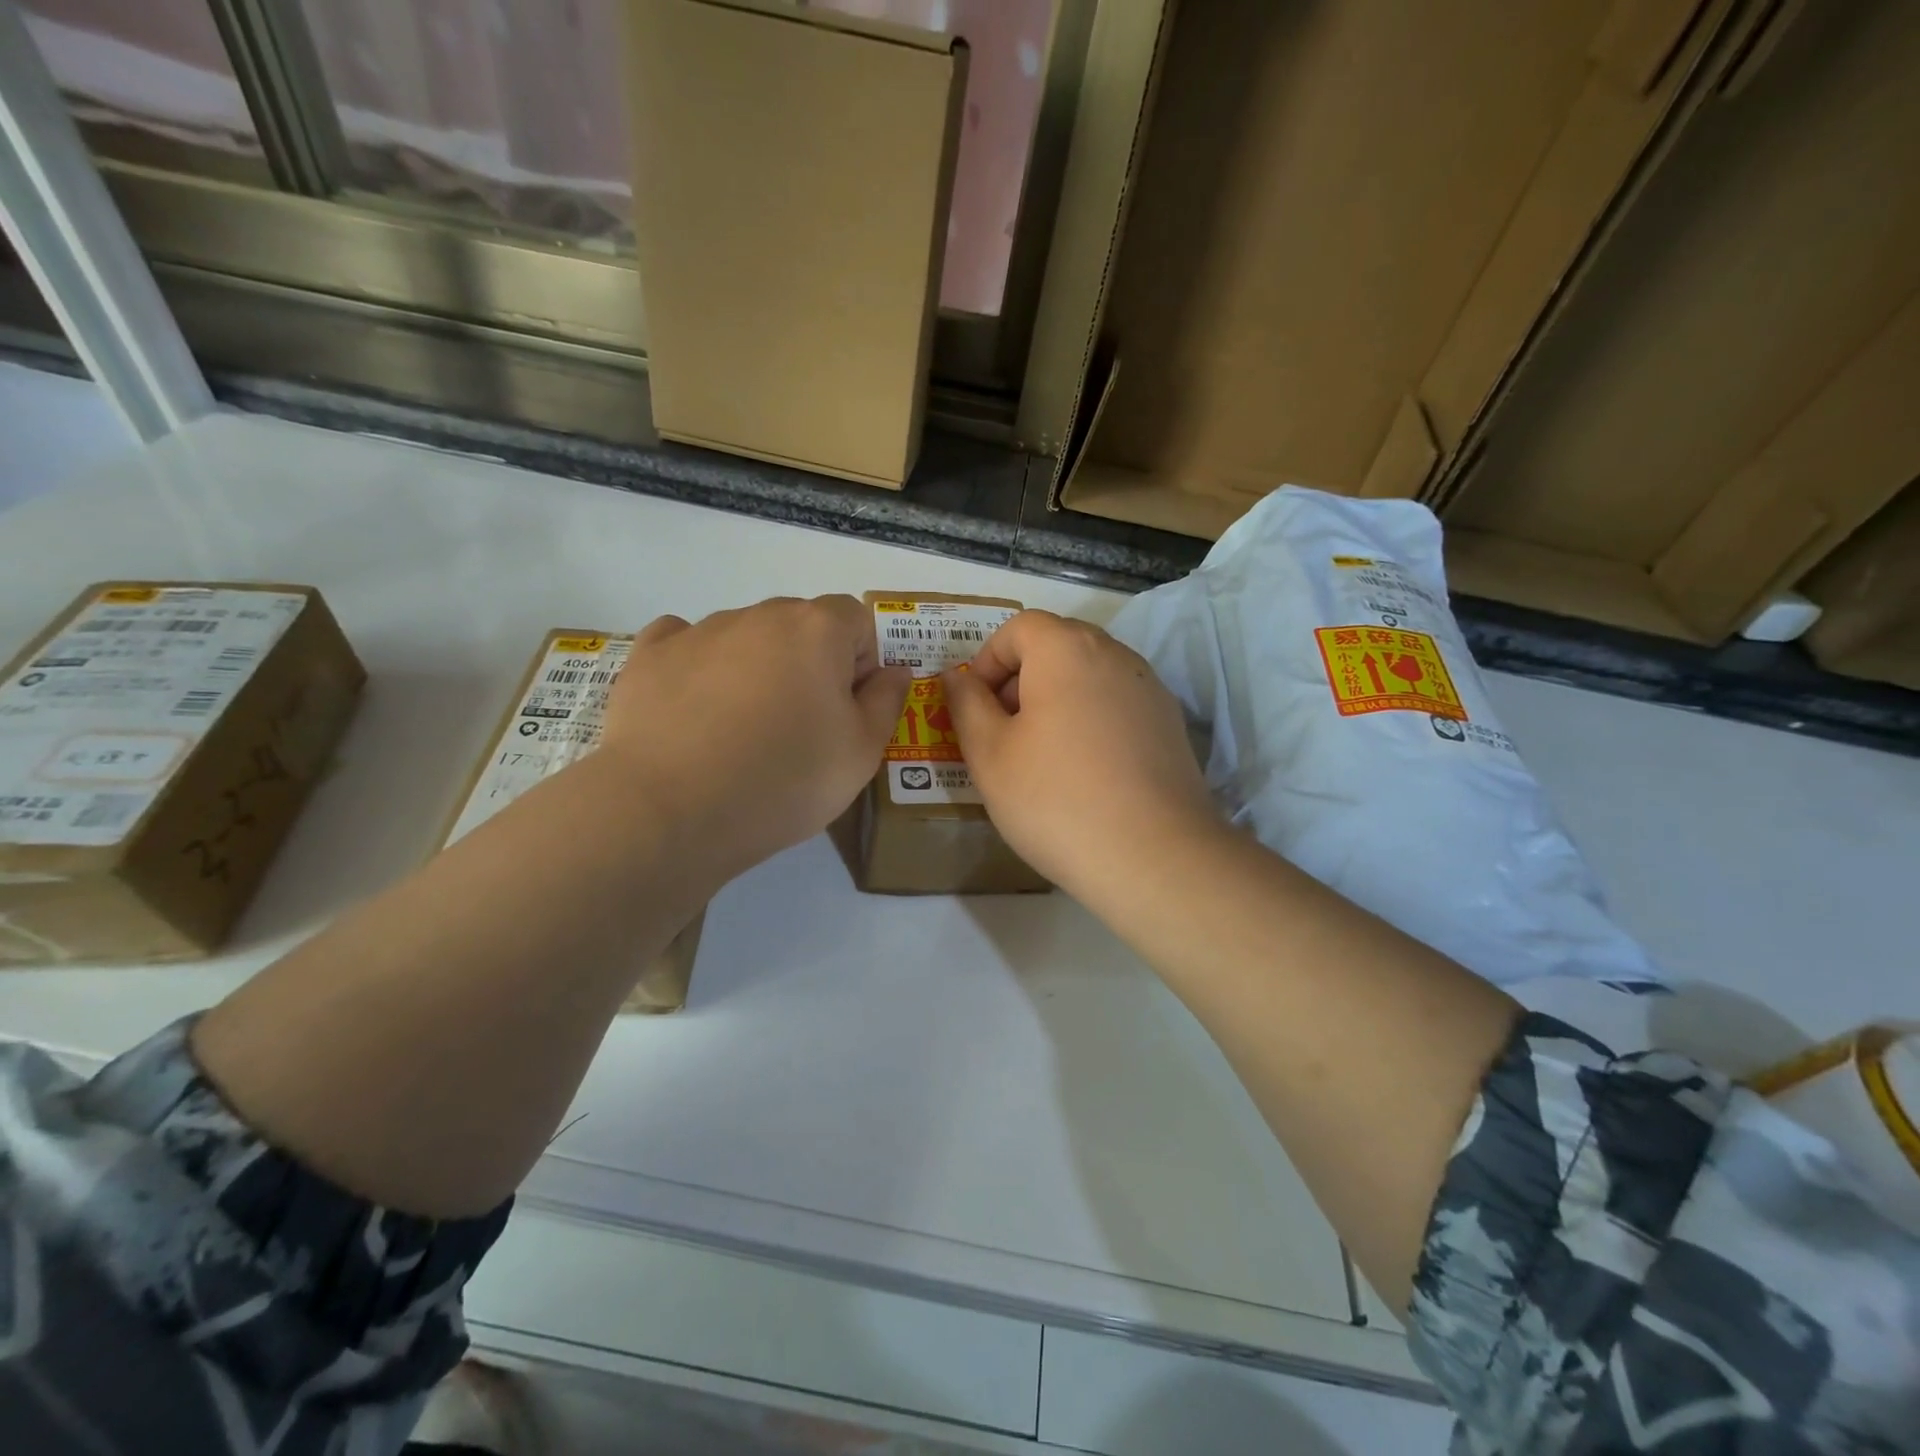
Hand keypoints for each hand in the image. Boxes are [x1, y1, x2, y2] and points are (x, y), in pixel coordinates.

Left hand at [600, 596, 908, 881]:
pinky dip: (697, 667)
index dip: (861, 662)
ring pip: (745, 637)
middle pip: (799, 625)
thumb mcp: (861, 754)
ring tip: (740, 731)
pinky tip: (693, 709)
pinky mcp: (648, 656)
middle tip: (799, 727)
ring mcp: (698, 630)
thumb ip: (886, 702)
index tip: (847, 710)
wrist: (669, 810)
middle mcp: (758, 615)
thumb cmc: (784, 780)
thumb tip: (893, 671)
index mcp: (817, 629)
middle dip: (809, 663)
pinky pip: (684, 644)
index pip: (856, 619)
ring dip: (756, 668)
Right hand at [941, 610, 1221, 899]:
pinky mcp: (1170, 724)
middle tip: (1003, 731)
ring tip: (1042, 755)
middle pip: (1057, 645)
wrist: (1153, 857)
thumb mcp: (989, 754)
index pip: (1019, 627)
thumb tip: (956, 677)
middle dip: (1020, 678)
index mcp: (1067, 650)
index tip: (976, 708)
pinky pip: (1117, 704)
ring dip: (1056, 699)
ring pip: (1089, 675)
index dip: (987, 660)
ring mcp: (1149, 689)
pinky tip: (1085, 771)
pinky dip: (1091, 720)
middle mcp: (1115, 655)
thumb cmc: (1055, 799)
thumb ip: (966, 705)